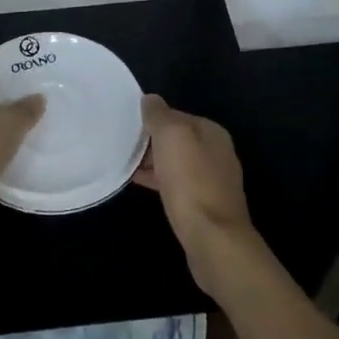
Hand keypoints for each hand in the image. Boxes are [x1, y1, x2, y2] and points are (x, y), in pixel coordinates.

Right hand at [133, 95, 257, 296]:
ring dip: (152, 162)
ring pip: (175, 163)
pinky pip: (176, 184)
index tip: (127, 125)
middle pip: (176, 139)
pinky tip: (138, 184)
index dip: (151, 118)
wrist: (213, 239)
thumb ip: (159, 114)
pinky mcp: (204, 205)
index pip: (176, 114)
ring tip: (124, 164)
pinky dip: (158, 181)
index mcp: (212, 131)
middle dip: (151, 141)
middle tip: (122, 145)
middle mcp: (217, 152)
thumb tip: (150, 99)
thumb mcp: (171, 136)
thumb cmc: (191, 181)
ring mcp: (213, 180)